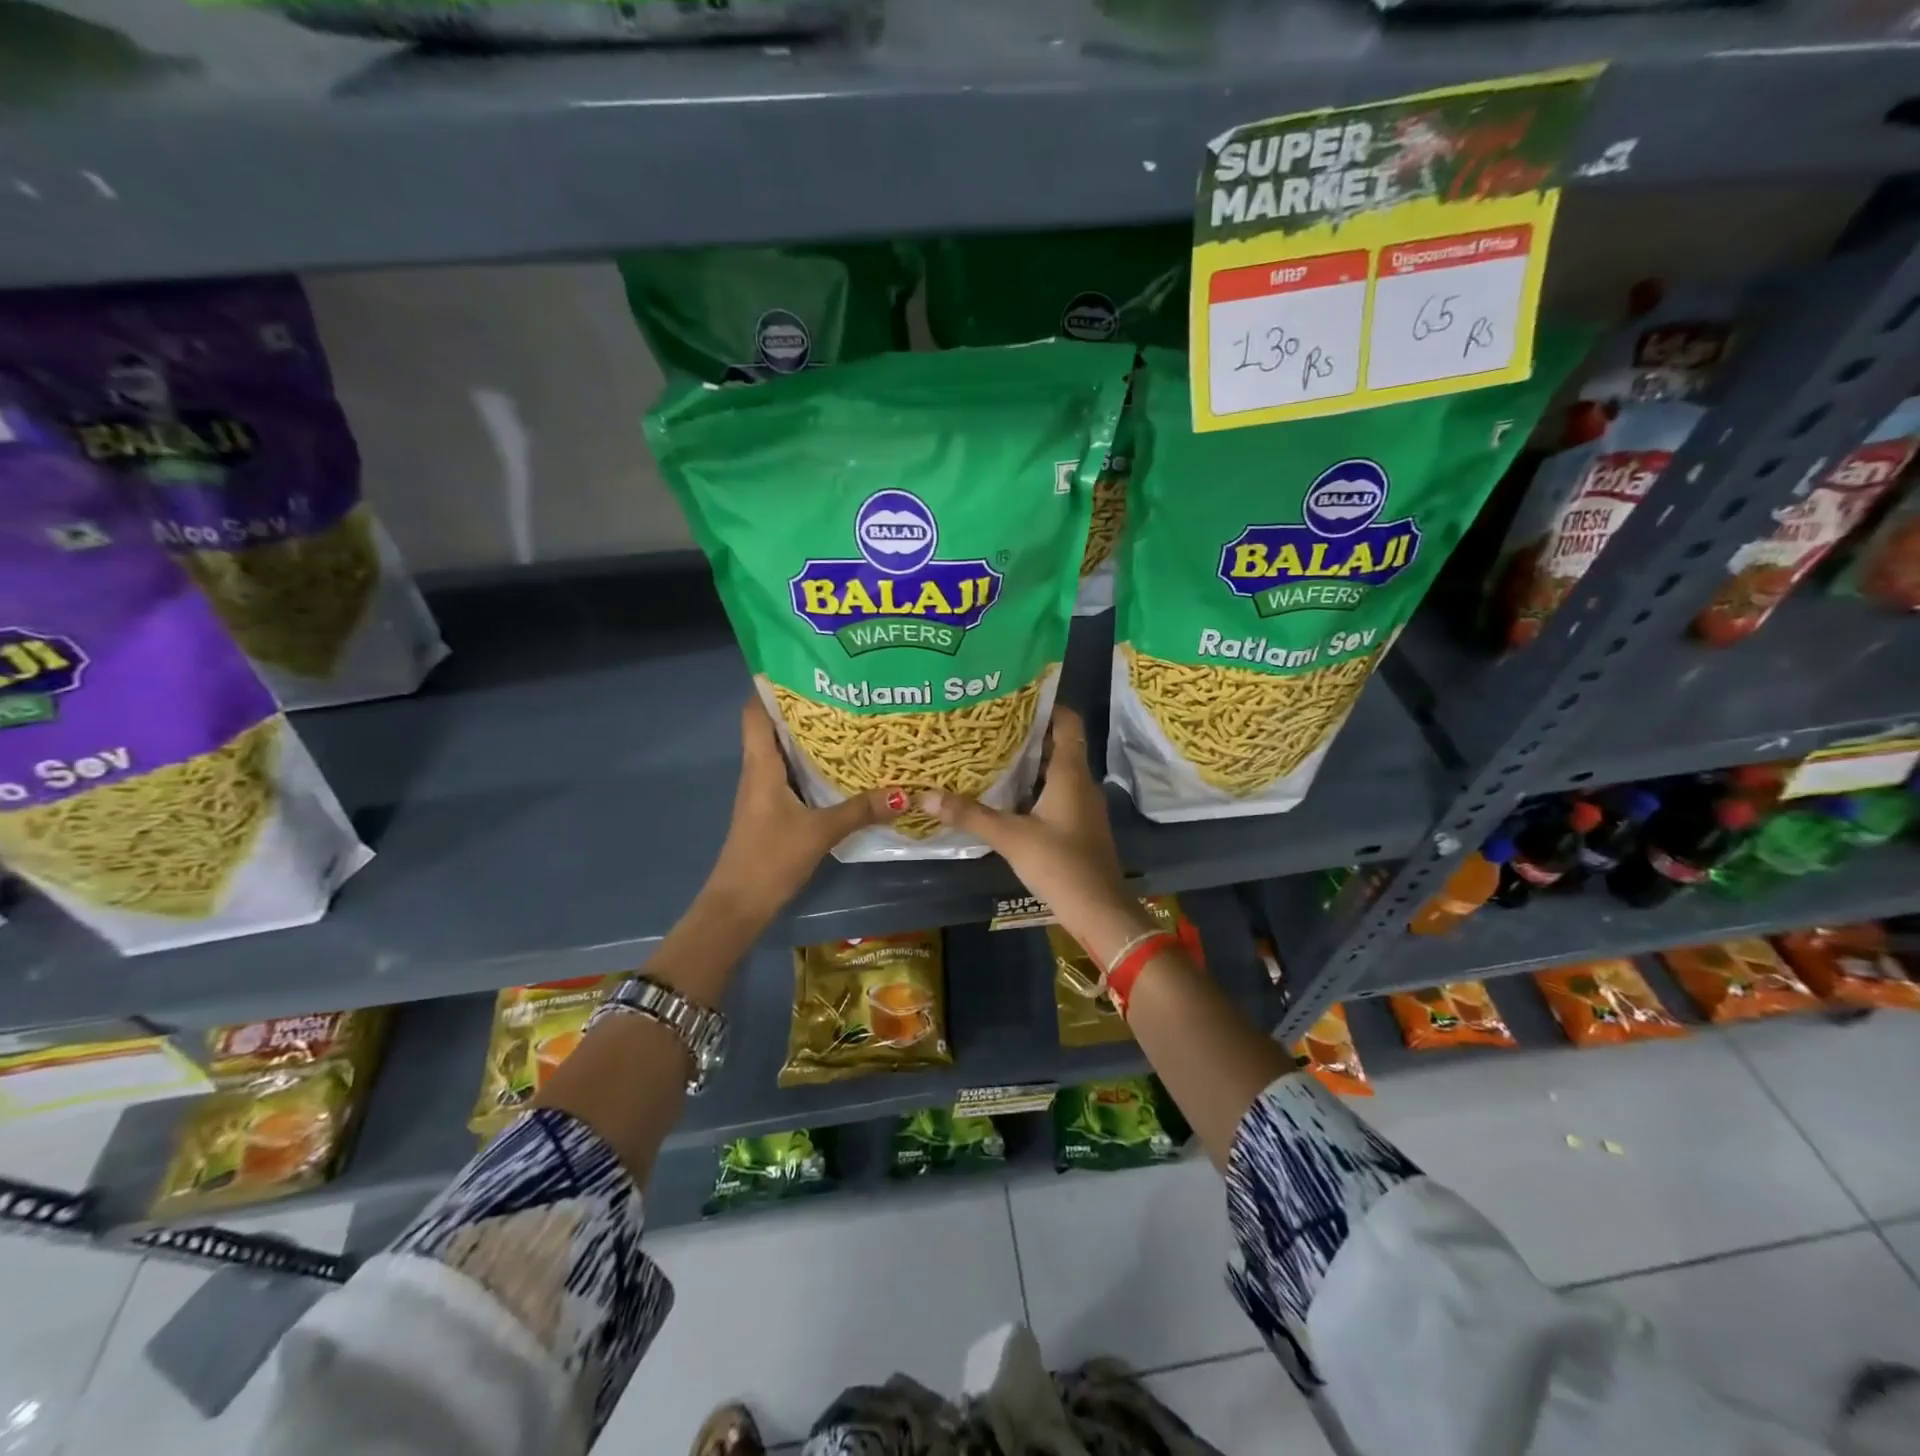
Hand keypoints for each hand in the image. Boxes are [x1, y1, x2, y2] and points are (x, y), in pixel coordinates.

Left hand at [705, 696, 901, 922]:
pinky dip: (812, 764)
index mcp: (761, 766)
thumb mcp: (820, 832)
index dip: (770, 685)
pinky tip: (840, 766)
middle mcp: (759, 771)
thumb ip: (860, 811)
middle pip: (773, 727)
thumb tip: (904, 792)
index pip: (754, 712)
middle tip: (842, 689)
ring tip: (848, 719)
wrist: (738, 905)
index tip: (802, 666)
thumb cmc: (770, 858)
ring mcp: (764, 792)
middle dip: (803, 707)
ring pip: (784, 752)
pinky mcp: (772, 810)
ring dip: (809, 736)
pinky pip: (791, 775)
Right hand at [921, 706, 1151, 963]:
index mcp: (1071, 773)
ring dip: (1029, 761)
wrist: (1098, 909)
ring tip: (991, 752)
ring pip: (1056, 770)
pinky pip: (1056, 792)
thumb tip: (926, 796)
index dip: (1046, 705)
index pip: (1067, 722)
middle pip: (1058, 744)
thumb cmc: (1059, 864)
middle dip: (1027, 732)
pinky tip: (1007, 794)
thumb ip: (970, 815)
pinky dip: (1034, 786)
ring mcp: (1082, 805)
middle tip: (989, 723)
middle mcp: (1081, 782)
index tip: (1014, 696)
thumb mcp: (1010, 837)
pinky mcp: (1079, 824)